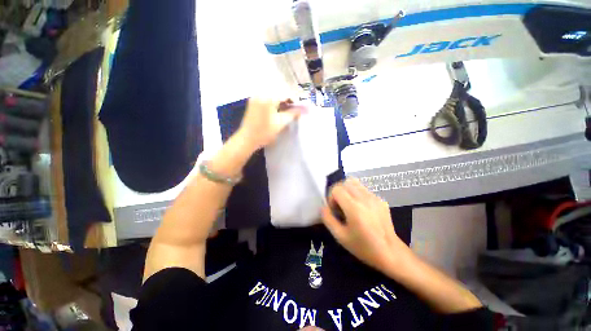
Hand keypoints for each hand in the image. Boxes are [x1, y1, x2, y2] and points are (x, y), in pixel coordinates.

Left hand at [237, 98, 305, 150]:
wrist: (247, 139)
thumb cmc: (264, 132)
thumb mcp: (280, 123)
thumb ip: (292, 114)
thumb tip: (304, 109)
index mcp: (268, 98)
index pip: (285, 93)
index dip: (295, 99)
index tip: (300, 107)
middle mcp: (261, 93)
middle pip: (279, 91)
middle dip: (288, 98)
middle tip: (293, 108)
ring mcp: (255, 97)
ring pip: (272, 94)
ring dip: (281, 99)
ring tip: (286, 109)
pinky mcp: (253, 101)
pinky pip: (266, 97)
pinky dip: (273, 101)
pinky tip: (277, 109)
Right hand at [321, 178, 413, 274]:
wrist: (391, 253)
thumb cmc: (363, 247)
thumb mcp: (340, 236)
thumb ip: (328, 219)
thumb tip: (323, 207)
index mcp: (354, 208)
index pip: (336, 189)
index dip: (331, 198)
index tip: (335, 210)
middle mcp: (364, 198)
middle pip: (345, 182)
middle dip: (339, 192)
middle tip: (340, 206)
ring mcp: (374, 197)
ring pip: (355, 183)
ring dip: (348, 191)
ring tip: (350, 205)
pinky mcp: (381, 200)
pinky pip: (364, 190)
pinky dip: (357, 195)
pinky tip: (362, 210)